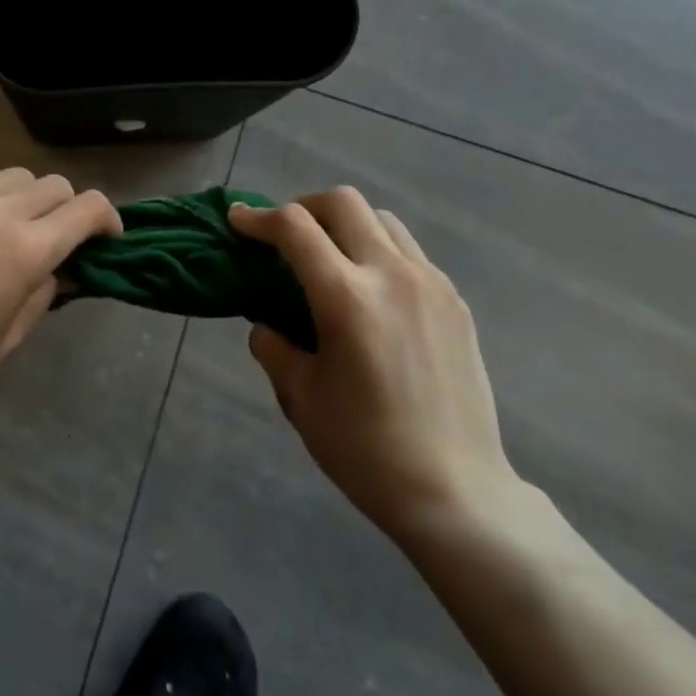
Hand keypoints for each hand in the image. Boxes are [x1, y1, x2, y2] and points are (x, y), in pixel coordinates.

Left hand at [0, 168, 120, 404]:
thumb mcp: (6, 337)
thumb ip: (44, 294)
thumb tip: (60, 269)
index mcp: (25, 247)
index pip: (87, 208)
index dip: (107, 219)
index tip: (106, 239)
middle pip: (54, 184)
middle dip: (67, 209)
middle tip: (56, 239)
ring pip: (14, 177)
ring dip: (27, 199)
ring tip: (9, 231)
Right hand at [230, 188, 522, 544]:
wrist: (457, 493)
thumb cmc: (367, 450)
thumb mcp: (301, 398)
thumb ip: (274, 347)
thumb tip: (266, 323)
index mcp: (347, 298)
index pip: (295, 228)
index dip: (258, 218)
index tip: (238, 220)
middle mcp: (392, 275)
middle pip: (343, 202)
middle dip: (304, 207)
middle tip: (285, 235)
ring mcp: (431, 284)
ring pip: (381, 219)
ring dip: (346, 224)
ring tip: (330, 258)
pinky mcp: (455, 302)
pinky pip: (410, 251)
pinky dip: (379, 250)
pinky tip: (371, 292)